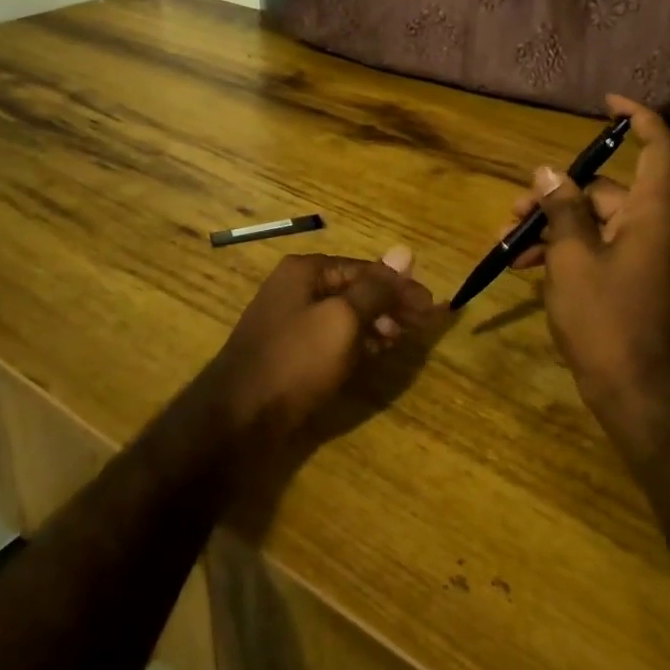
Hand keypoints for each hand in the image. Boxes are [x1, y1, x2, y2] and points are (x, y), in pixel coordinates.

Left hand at [210, 247, 436, 437]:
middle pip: (354, 289)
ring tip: (400, 340)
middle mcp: (295, 288)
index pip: (365, 268)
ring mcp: (289, 321)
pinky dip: (355, 342)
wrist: (238, 418)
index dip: (400, 286)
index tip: (432, 306)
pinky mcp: (289, 353)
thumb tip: (405, 251)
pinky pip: (330, 338)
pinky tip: (373, 354)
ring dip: (375, 324)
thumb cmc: (296, 360)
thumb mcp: (343, 319)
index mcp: (306, 271)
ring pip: (344, 315)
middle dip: (390, 304)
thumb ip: (376, 289)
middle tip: (421, 326)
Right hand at [507, 95, 669, 439]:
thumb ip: (562, 209)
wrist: (639, 393)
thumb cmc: (606, 318)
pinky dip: (566, 252)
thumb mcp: (572, 258)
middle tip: (513, 212)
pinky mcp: (634, 281)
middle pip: (606, 189)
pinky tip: (527, 268)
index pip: (657, 146)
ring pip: (595, 222)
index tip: (604, 104)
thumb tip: (550, 172)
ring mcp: (646, 256)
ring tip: (509, 246)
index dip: (636, 118)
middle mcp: (655, 227)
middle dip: (556, 195)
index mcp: (653, 212)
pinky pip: (599, 250)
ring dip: (553, 227)